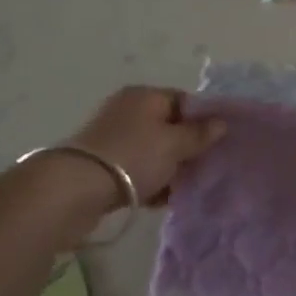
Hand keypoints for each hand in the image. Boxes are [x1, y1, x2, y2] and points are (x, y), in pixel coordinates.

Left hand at [66, 86, 224, 204]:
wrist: (74, 190)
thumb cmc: (132, 157)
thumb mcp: (173, 144)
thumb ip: (199, 134)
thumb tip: (221, 122)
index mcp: (145, 95)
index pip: (184, 101)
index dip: (203, 121)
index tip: (217, 143)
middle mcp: (127, 110)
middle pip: (169, 127)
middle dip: (186, 149)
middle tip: (204, 169)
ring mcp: (112, 138)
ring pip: (153, 151)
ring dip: (169, 169)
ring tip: (183, 189)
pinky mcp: (102, 165)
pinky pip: (136, 169)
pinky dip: (149, 181)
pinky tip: (160, 200)